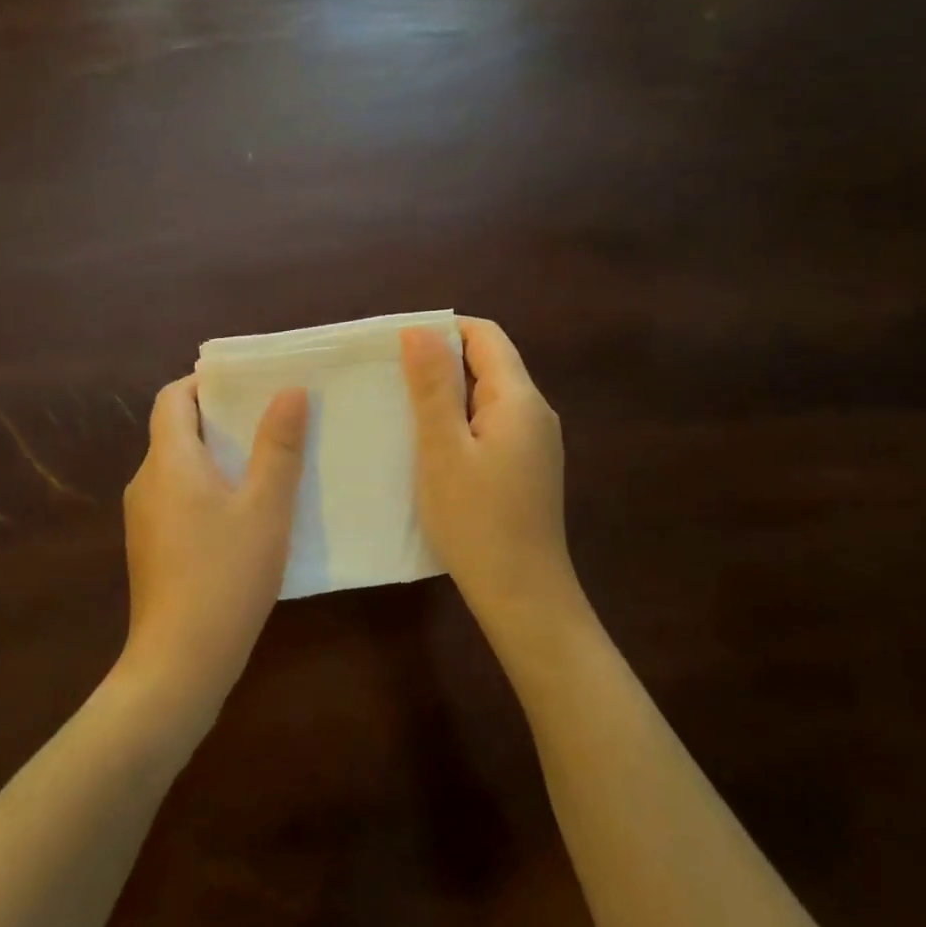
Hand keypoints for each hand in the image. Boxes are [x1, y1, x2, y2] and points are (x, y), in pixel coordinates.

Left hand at [119, 376, 307, 727]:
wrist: (180, 662)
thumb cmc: (226, 574)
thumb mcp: (266, 507)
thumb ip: (278, 446)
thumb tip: (289, 391)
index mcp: (168, 461)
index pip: (173, 398)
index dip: (204, 384)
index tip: (245, 385)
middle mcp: (146, 481)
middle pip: (175, 430)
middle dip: (219, 419)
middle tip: (268, 420)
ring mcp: (143, 518)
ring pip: (178, 468)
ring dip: (215, 457)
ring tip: (264, 463)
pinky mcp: (150, 548)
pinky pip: (177, 498)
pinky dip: (205, 489)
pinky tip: (242, 515)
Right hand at [400, 318, 589, 643]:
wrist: (523, 596)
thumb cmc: (476, 520)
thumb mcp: (442, 449)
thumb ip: (432, 387)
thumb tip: (419, 330)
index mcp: (519, 399)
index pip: (486, 336)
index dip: (443, 330)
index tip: (398, 345)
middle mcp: (535, 413)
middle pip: (489, 364)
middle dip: (441, 362)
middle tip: (390, 377)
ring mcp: (535, 443)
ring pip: (488, 397)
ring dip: (448, 395)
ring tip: (402, 409)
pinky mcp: (527, 469)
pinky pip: (492, 426)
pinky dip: (460, 423)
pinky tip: (431, 446)